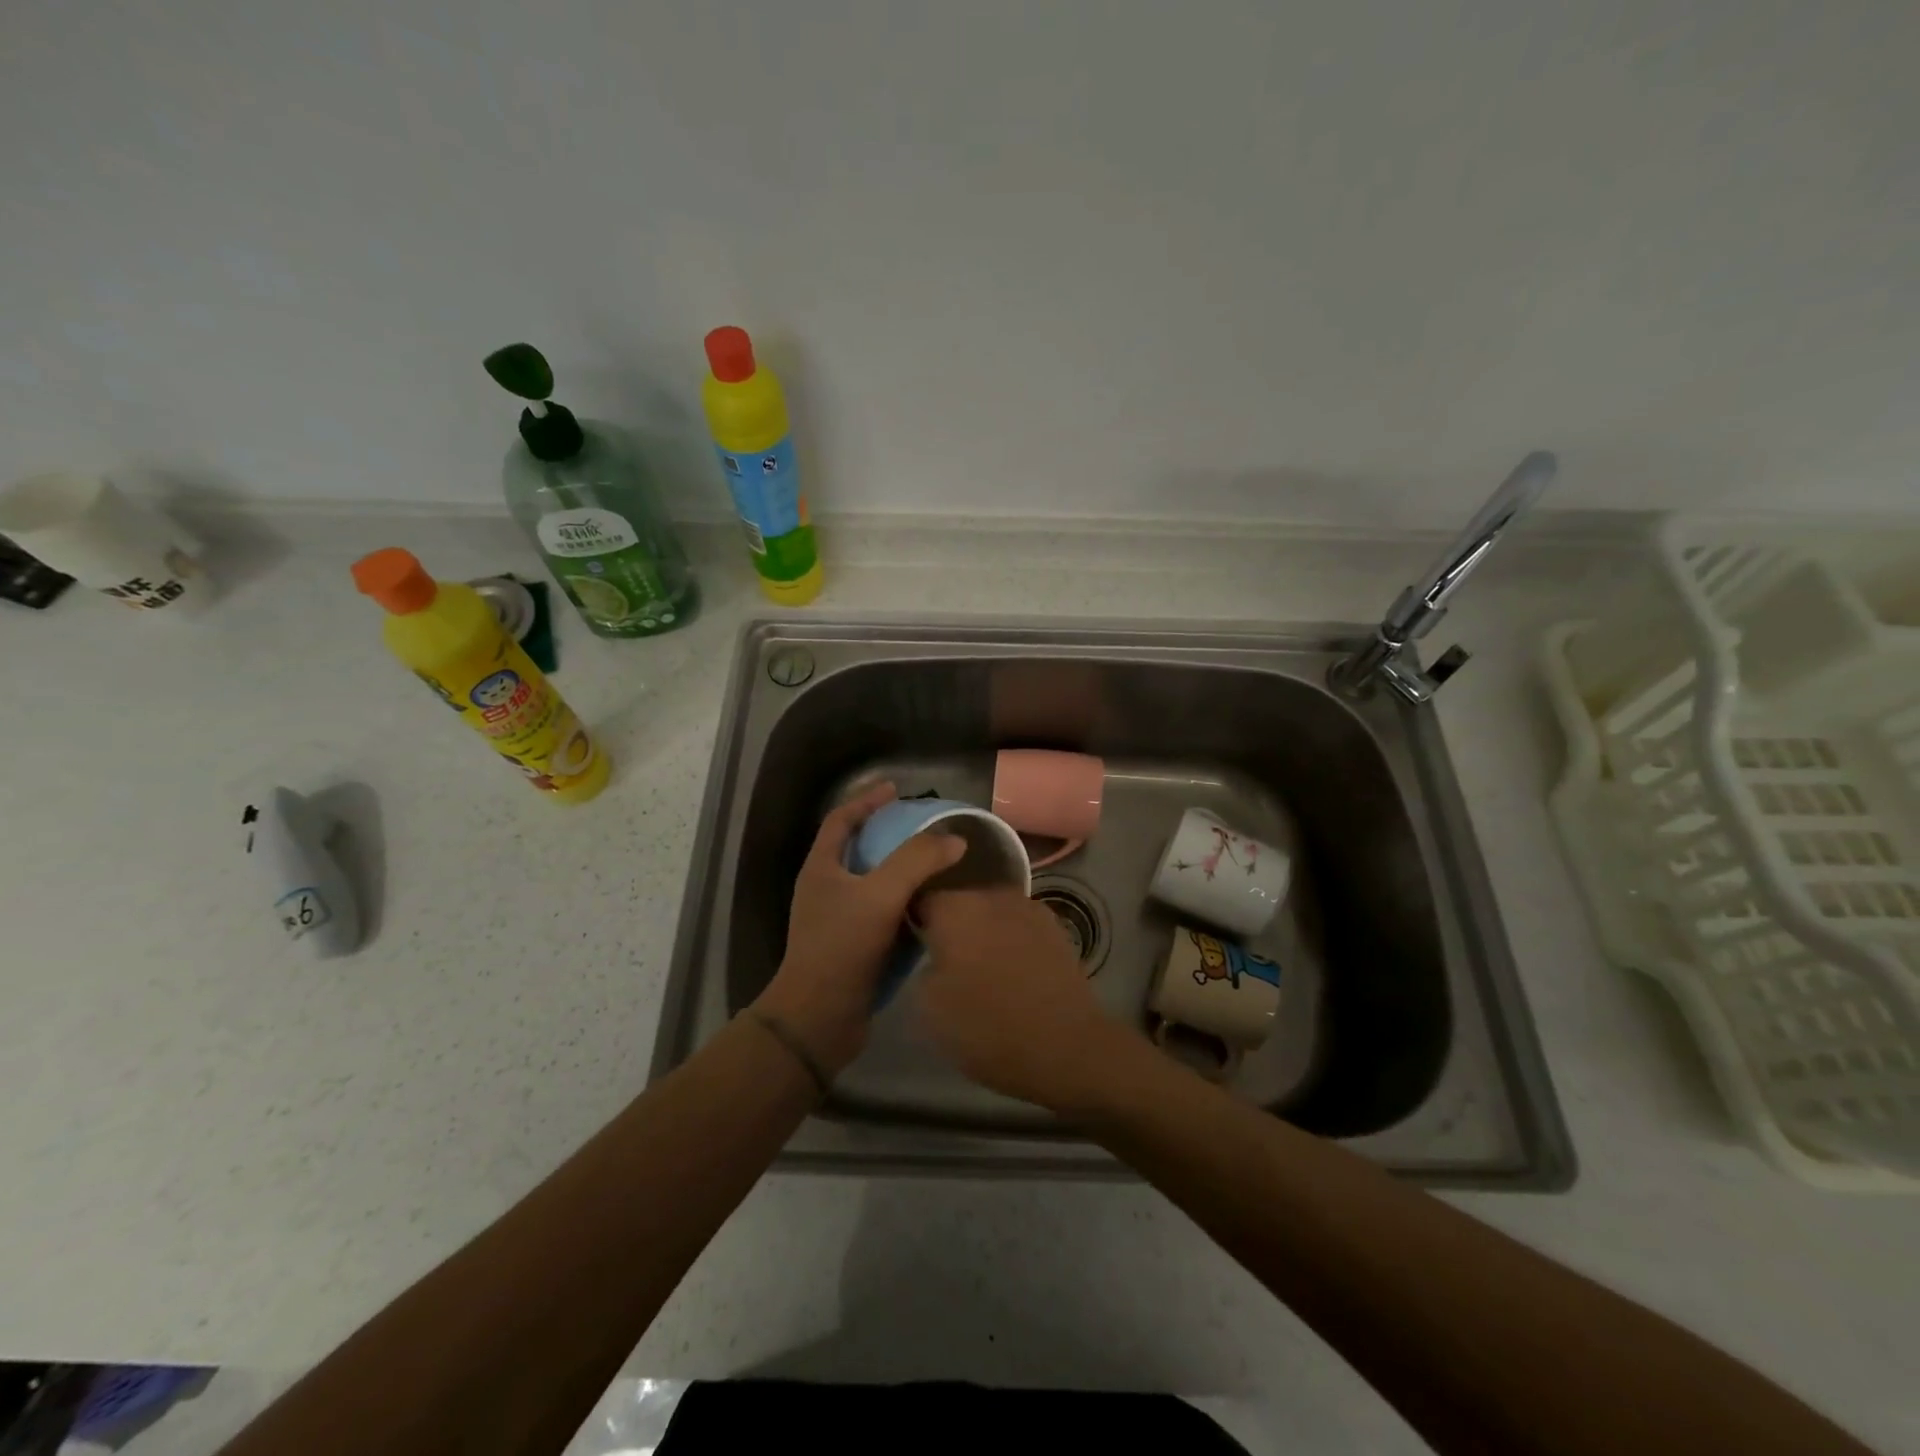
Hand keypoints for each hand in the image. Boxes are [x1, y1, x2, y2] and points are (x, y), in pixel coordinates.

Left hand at [753, 782, 964, 1076]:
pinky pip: (882, 914)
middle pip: (858, 848)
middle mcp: (826, 889)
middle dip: (889, 834)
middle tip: (924, 827)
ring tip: (935, 863)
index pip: (840, 820)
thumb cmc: (841, 948)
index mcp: (822, 868)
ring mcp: (838, 920)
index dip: (866, 800)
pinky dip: (905, 904)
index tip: (895, 789)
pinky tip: (931, 907)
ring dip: (901, 871)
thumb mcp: (880, 896)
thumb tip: (954, 839)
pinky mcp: (853, 947)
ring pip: (873, 883)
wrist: (819, 1019)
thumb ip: (917, 862)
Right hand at [914, 886, 1140, 1112]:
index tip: (913, 947)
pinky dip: (1012, 941)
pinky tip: (1014, 972)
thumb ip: (924, 965)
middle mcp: (992, 895)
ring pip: (992, 912)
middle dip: (952, 926)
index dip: (914, 923)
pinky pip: (1019, 926)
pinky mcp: (1056, 927)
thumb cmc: (988, 1027)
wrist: (1066, 1046)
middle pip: (960, 902)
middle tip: (947, 961)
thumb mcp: (929, 1007)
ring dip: (984, 932)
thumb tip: (936, 954)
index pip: (920, 899)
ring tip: (983, 968)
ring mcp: (1029, 907)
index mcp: (955, 908)